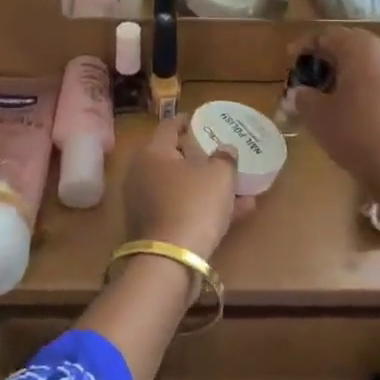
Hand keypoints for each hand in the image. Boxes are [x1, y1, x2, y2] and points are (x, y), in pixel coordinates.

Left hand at [121, 116, 252, 262]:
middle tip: (220, 153)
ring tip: (237, 187)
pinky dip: (203, 207)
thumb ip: (225, 157)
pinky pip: (182, 208)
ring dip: (206, 185)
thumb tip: (226, 149)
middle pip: (173, 157)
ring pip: (181, 186)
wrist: (171, 260)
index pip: (170, 126)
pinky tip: (236, 212)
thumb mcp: (219, 175)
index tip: (204, 120)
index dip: (189, 121)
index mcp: (153, 152)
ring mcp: (144, 202)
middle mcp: (142, 173)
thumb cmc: (195, 204)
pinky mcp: (152, 227)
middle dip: (199, 156)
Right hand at [290, 27, 379, 200]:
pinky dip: (366, 86)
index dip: (306, 45)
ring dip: (349, 72)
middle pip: (352, 45)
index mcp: (362, 49)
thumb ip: (303, 97)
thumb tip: (300, 93)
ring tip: (330, 91)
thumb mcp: (318, 115)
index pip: (328, 35)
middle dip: (328, 57)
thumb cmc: (356, 133)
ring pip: (371, 63)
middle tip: (309, 73)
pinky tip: (355, 107)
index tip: (289, 58)